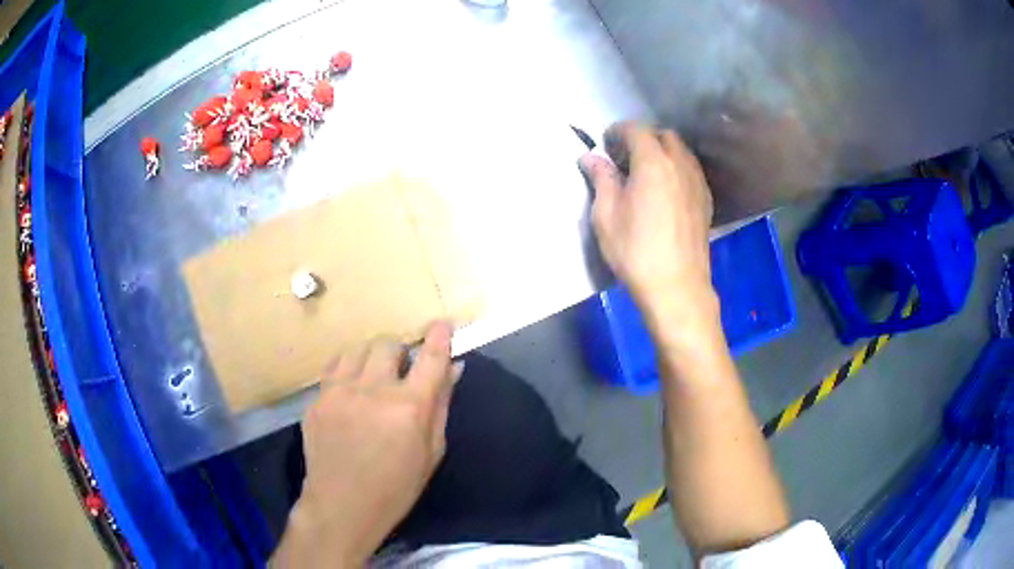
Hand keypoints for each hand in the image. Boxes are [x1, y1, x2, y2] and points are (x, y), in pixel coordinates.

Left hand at [272, 323, 460, 567]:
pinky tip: (350, 389)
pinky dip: (348, 369)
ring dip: (372, 358)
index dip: (440, 336)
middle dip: (400, 352)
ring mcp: (339, 391)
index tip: (443, 325)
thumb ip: (441, 405)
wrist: (342, 505)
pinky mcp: (317, 398)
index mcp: (409, 407)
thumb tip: (453, 368)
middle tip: (401, 373)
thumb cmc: (396, 487)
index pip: (431, 357)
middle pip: (388, 344)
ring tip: (373, 379)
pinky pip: (334, 366)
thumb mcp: (431, 452)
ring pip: (358, 349)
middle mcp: (373, 390)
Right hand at [580, 123, 716, 325]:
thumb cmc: (636, 251)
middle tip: (625, 157)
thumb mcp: (606, 215)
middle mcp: (680, 165)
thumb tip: (591, 158)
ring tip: (646, 172)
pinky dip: (677, 168)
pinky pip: (691, 171)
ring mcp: (697, 183)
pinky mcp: (705, 201)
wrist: (676, 287)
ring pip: (681, 152)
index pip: (636, 130)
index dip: (618, 131)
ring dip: (662, 152)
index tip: (605, 143)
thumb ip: (601, 179)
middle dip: (643, 138)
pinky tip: (666, 190)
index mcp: (653, 163)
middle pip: (663, 136)